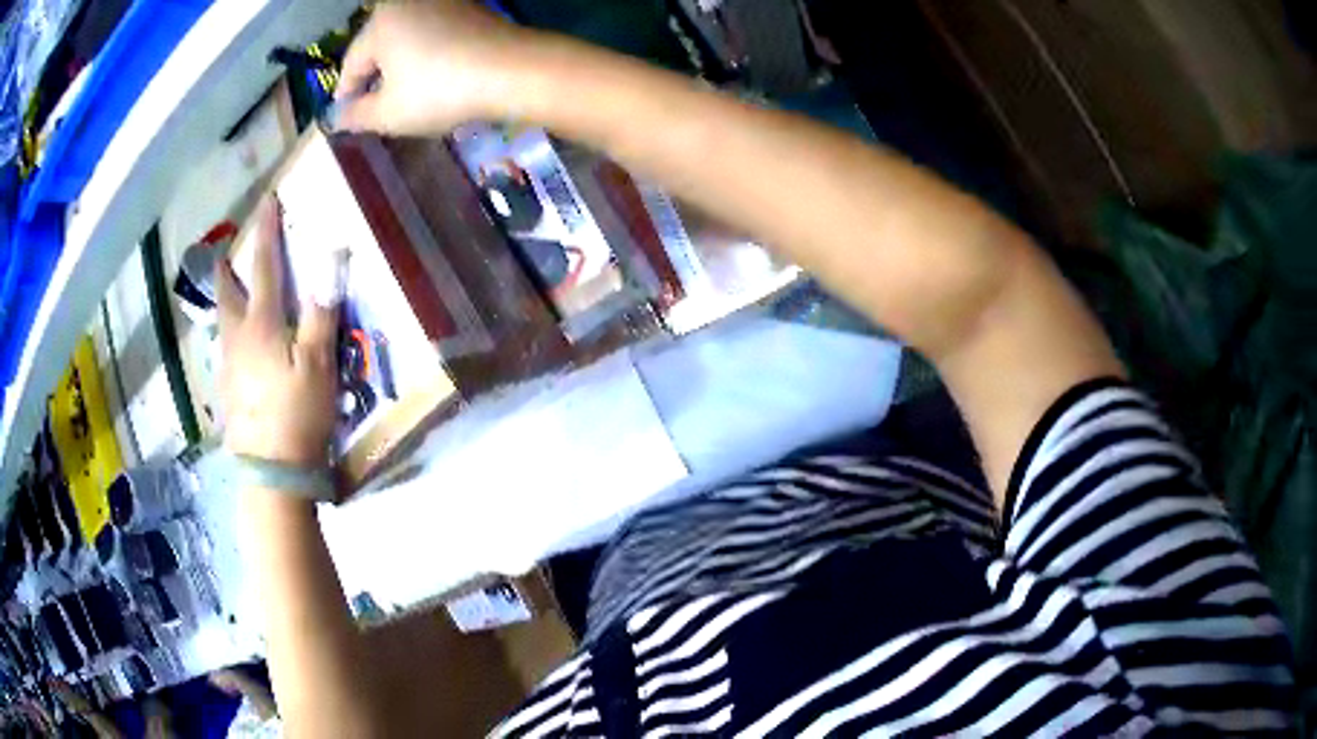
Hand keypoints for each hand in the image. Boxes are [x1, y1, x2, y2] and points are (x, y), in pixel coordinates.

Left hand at [217, 198, 338, 467]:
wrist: (272, 471)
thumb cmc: (299, 412)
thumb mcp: (319, 361)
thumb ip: (321, 309)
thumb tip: (331, 256)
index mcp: (262, 323)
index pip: (265, 265)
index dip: (267, 231)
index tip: (267, 201)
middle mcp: (238, 337)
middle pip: (226, 293)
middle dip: (226, 268)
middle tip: (223, 253)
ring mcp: (228, 365)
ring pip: (222, 322)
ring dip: (225, 300)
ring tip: (231, 294)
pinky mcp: (228, 390)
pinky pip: (225, 349)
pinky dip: (229, 334)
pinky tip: (239, 348)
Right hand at [335, 0, 532, 135]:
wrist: (515, 70)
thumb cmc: (442, 90)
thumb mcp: (389, 113)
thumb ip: (356, 116)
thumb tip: (337, 118)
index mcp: (381, 21)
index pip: (352, 62)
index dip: (346, 94)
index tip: (344, 117)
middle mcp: (409, 2)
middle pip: (379, 46)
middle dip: (373, 78)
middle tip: (372, 109)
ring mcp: (443, 1)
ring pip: (407, 39)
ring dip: (400, 67)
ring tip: (403, 97)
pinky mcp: (470, 8)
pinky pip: (435, 34)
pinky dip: (428, 55)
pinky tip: (435, 78)